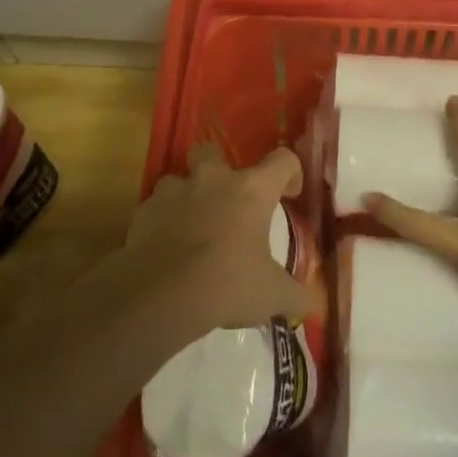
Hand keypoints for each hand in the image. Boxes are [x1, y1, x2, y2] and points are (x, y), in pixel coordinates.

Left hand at [128, 143, 320, 331]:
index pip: (283, 160)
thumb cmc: (227, 285)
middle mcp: (213, 178)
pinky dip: (164, 220)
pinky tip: (167, 246)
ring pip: (182, 179)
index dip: (290, 173)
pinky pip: (157, 206)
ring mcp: (174, 190)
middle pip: (216, 153)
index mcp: (252, 190)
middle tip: (229, 203)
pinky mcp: (145, 209)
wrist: (161, 295)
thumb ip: (296, 295)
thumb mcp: (272, 296)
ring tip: (194, 227)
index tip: (289, 195)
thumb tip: (313, 303)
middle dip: (222, 172)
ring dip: (189, 197)